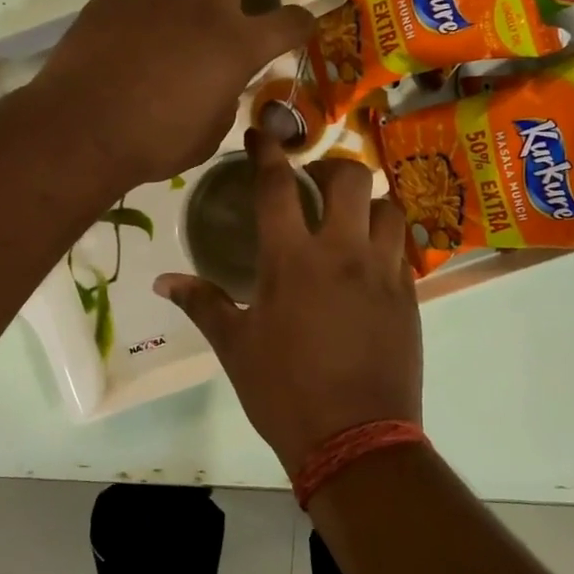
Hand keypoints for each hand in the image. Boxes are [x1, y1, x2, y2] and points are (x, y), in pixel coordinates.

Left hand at [34, 0, 315, 187]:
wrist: (83, 132)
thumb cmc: (154, 144)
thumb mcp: (208, 134)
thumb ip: (223, 100)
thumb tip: (219, 87)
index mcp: (237, 44)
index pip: (291, 21)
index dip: (302, 21)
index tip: (299, 25)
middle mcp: (203, 5)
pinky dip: (140, 0)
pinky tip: (131, 26)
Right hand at [156, 129, 422, 477]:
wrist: (355, 440)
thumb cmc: (284, 392)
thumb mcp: (235, 347)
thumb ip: (202, 304)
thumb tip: (162, 281)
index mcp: (291, 260)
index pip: (277, 185)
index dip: (268, 151)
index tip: (262, 133)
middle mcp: (342, 252)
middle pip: (350, 177)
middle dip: (332, 166)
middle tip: (316, 183)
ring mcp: (383, 271)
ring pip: (388, 206)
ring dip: (368, 203)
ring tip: (350, 220)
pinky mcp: (410, 296)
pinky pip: (404, 248)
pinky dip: (387, 240)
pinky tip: (370, 260)